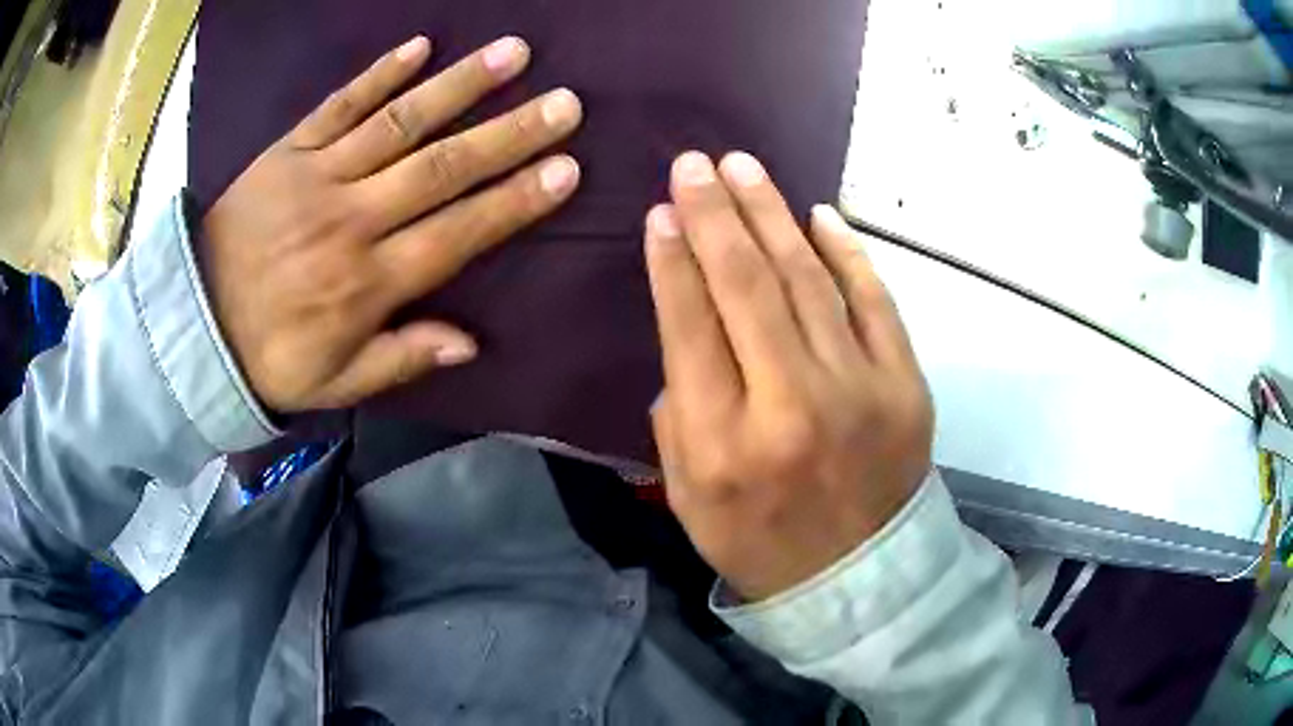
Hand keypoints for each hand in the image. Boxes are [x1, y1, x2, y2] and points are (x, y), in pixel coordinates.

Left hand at [201, 36, 582, 412]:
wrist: (194, 323)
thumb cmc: (270, 357)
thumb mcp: (337, 383)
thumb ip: (402, 359)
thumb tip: (470, 344)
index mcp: (367, 282)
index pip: (457, 234)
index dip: (515, 201)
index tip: (567, 170)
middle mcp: (351, 220)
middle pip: (441, 168)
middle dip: (509, 134)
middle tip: (565, 104)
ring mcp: (317, 176)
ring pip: (399, 123)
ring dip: (460, 86)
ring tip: (514, 54)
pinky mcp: (287, 150)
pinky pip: (339, 105)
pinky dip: (379, 73)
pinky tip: (422, 46)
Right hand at [645, 152, 934, 602]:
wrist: (858, 579)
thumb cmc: (760, 540)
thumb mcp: (688, 496)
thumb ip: (678, 411)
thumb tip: (692, 319)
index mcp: (725, 445)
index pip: (691, 327)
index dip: (673, 260)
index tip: (662, 211)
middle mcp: (792, 407)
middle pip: (747, 288)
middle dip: (716, 215)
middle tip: (695, 164)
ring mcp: (860, 391)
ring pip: (809, 280)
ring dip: (772, 215)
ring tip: (744, 168)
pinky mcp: (907, 385)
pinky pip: (876, 302)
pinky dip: (847, 252)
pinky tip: (818, 213)